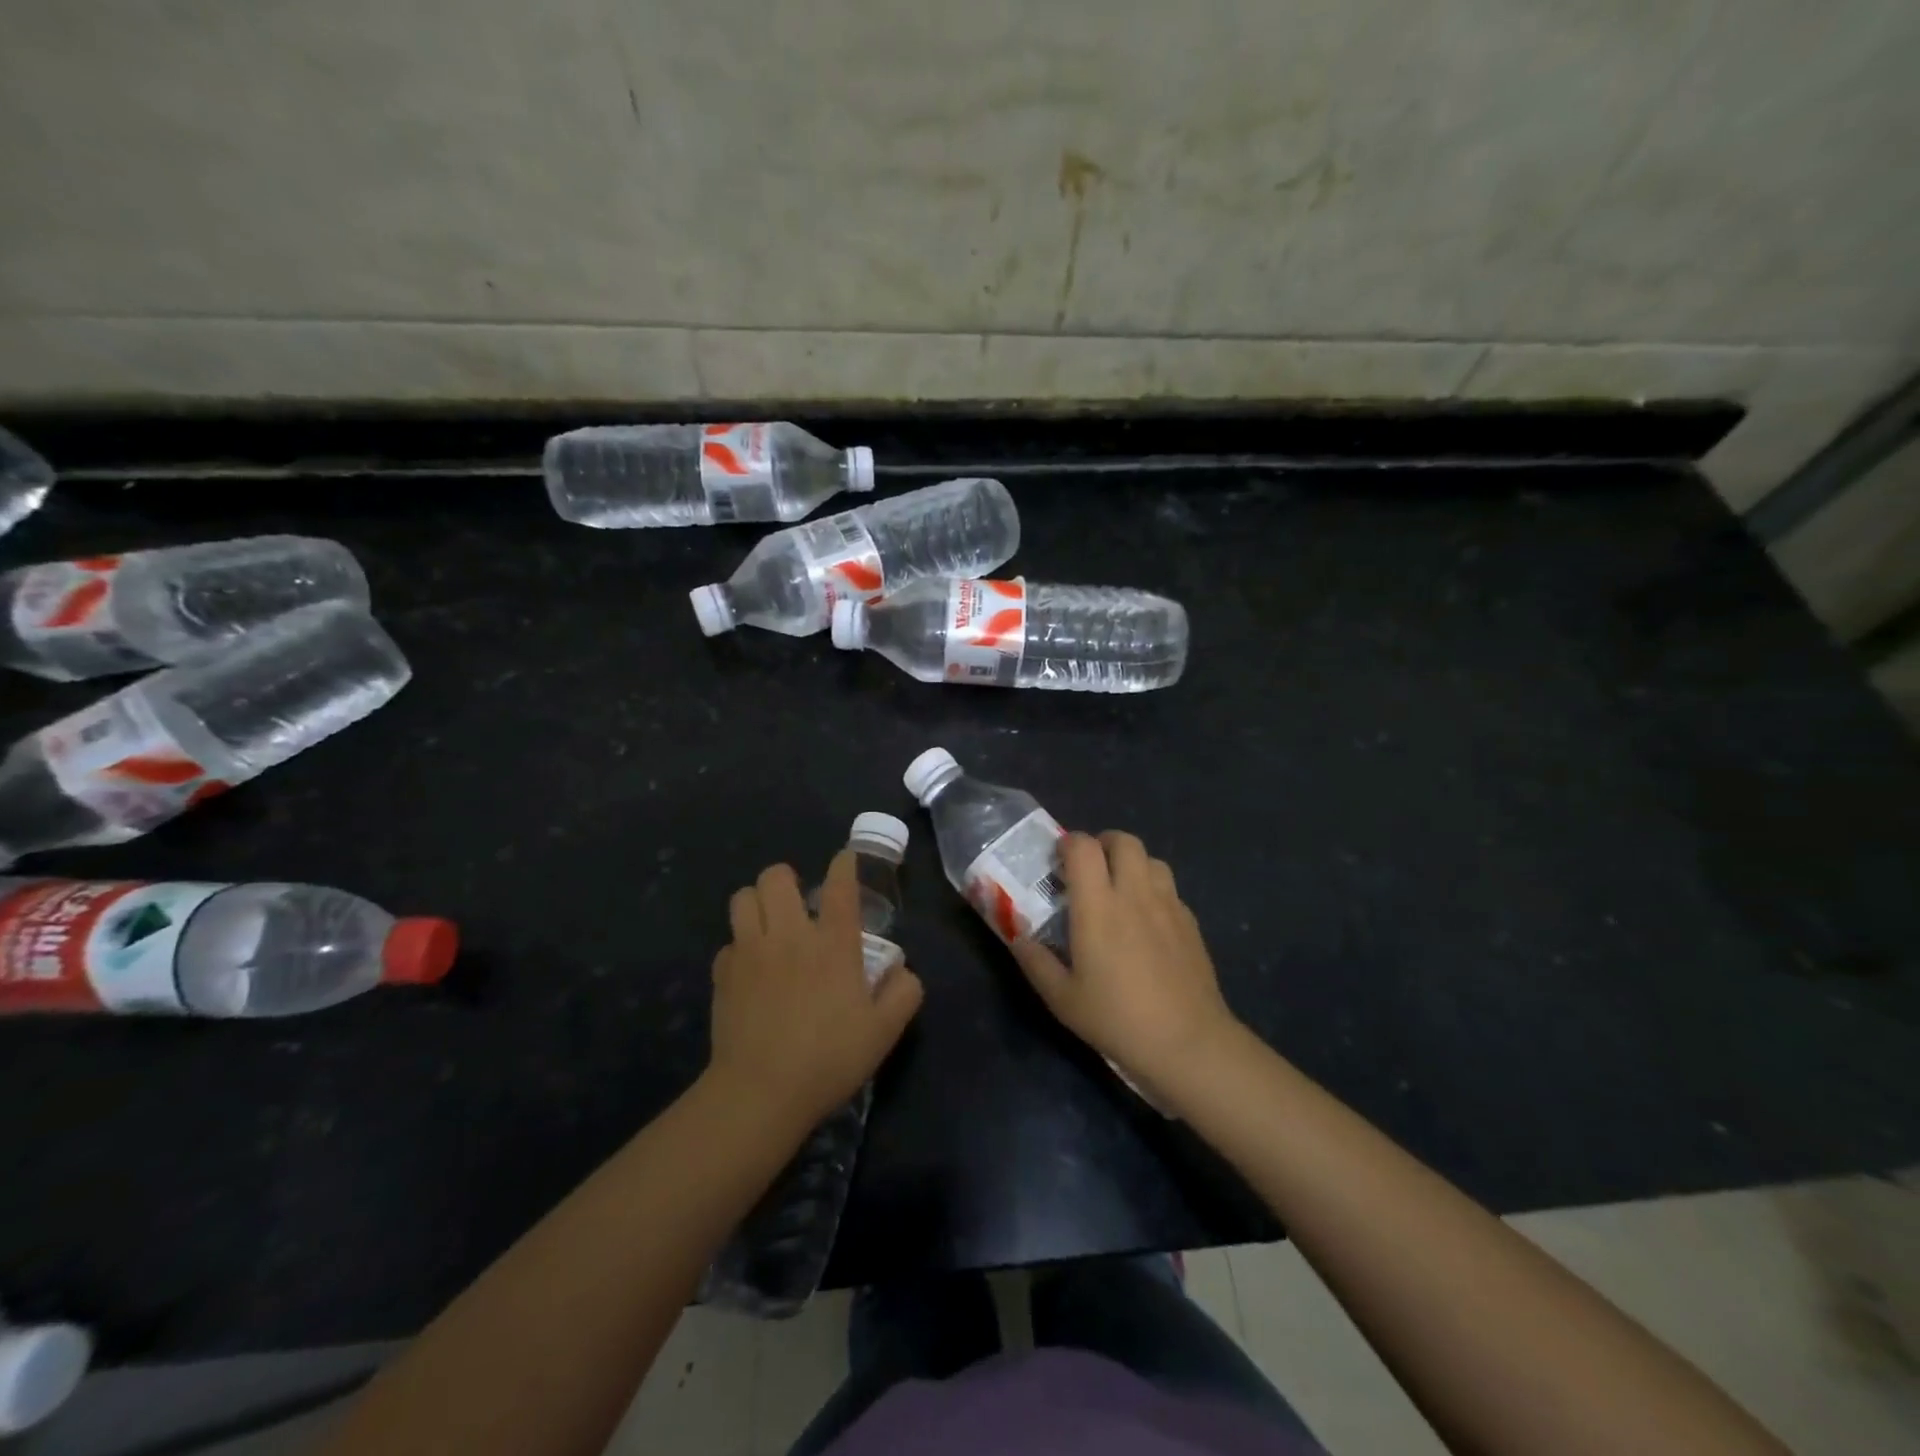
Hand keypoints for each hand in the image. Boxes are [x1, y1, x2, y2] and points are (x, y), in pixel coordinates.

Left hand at [707, 851, 923, 1128]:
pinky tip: (751, 970)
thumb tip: (903, 971)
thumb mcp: (884, 1032)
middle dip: (787, 880)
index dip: (844, 865)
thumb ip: (903, 993)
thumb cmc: (829, 1058)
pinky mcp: (723, 974)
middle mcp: (789, 935)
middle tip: (798, 904)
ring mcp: (750, 951)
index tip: (845, 859)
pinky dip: (740, 947)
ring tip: (769, 925)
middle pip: (776, 877)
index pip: (840, 886)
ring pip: (743, 898)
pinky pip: (728, 943)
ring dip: (757, 903)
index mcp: (832, 943)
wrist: (761, 1092)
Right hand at [1010, 831, 1239, 1095]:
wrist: (1187, 1042)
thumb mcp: (1063, 999)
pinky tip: (1146, 921)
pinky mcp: (1191, 922)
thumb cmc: (1117, 1018)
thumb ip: (1036, 962)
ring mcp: (1168, 905)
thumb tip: (1018, 937)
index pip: (1084, 847)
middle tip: (1089, 868)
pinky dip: (1153, 890)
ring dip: (1132, 863)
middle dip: (1103, 843)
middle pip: (1123, 841)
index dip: (1069, 843)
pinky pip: (1170, 888)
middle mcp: (1135, 894)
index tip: (1058, 860)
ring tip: (1119, 889)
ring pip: (1151, 859)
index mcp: (1098, 906)